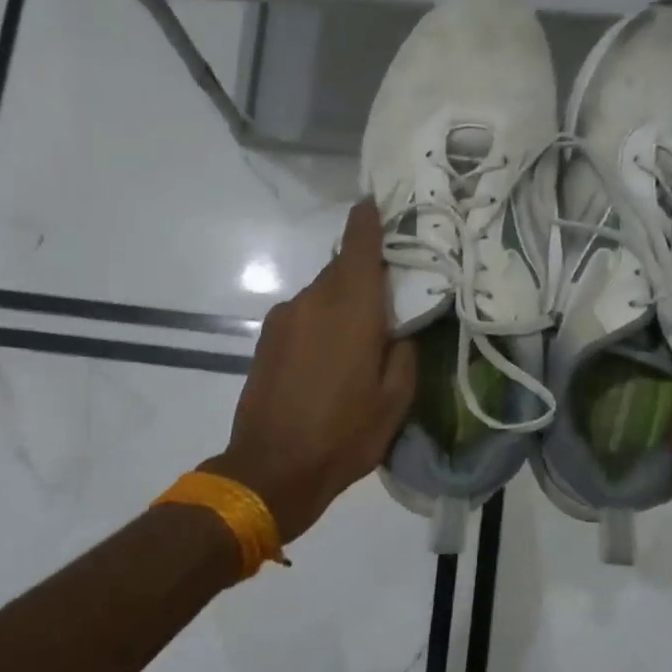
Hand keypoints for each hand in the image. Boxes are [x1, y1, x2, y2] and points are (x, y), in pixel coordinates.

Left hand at [202, 201, 416, 542]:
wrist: (270, 470)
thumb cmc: (343, 435)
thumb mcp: (395, 400)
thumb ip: (404, 352)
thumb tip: (399, 328)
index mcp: (351, 308)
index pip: (359, 245)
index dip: (368, 220)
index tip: (376, 201)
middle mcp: (313, 300)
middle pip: (341, 269)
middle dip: (364, 274)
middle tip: (389, 295)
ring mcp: (284, 318)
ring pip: (322, 294)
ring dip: (342, 304)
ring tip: (359, 340)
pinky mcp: (267, 338)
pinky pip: (303, 314)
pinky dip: (321, 321)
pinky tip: (329, 358)